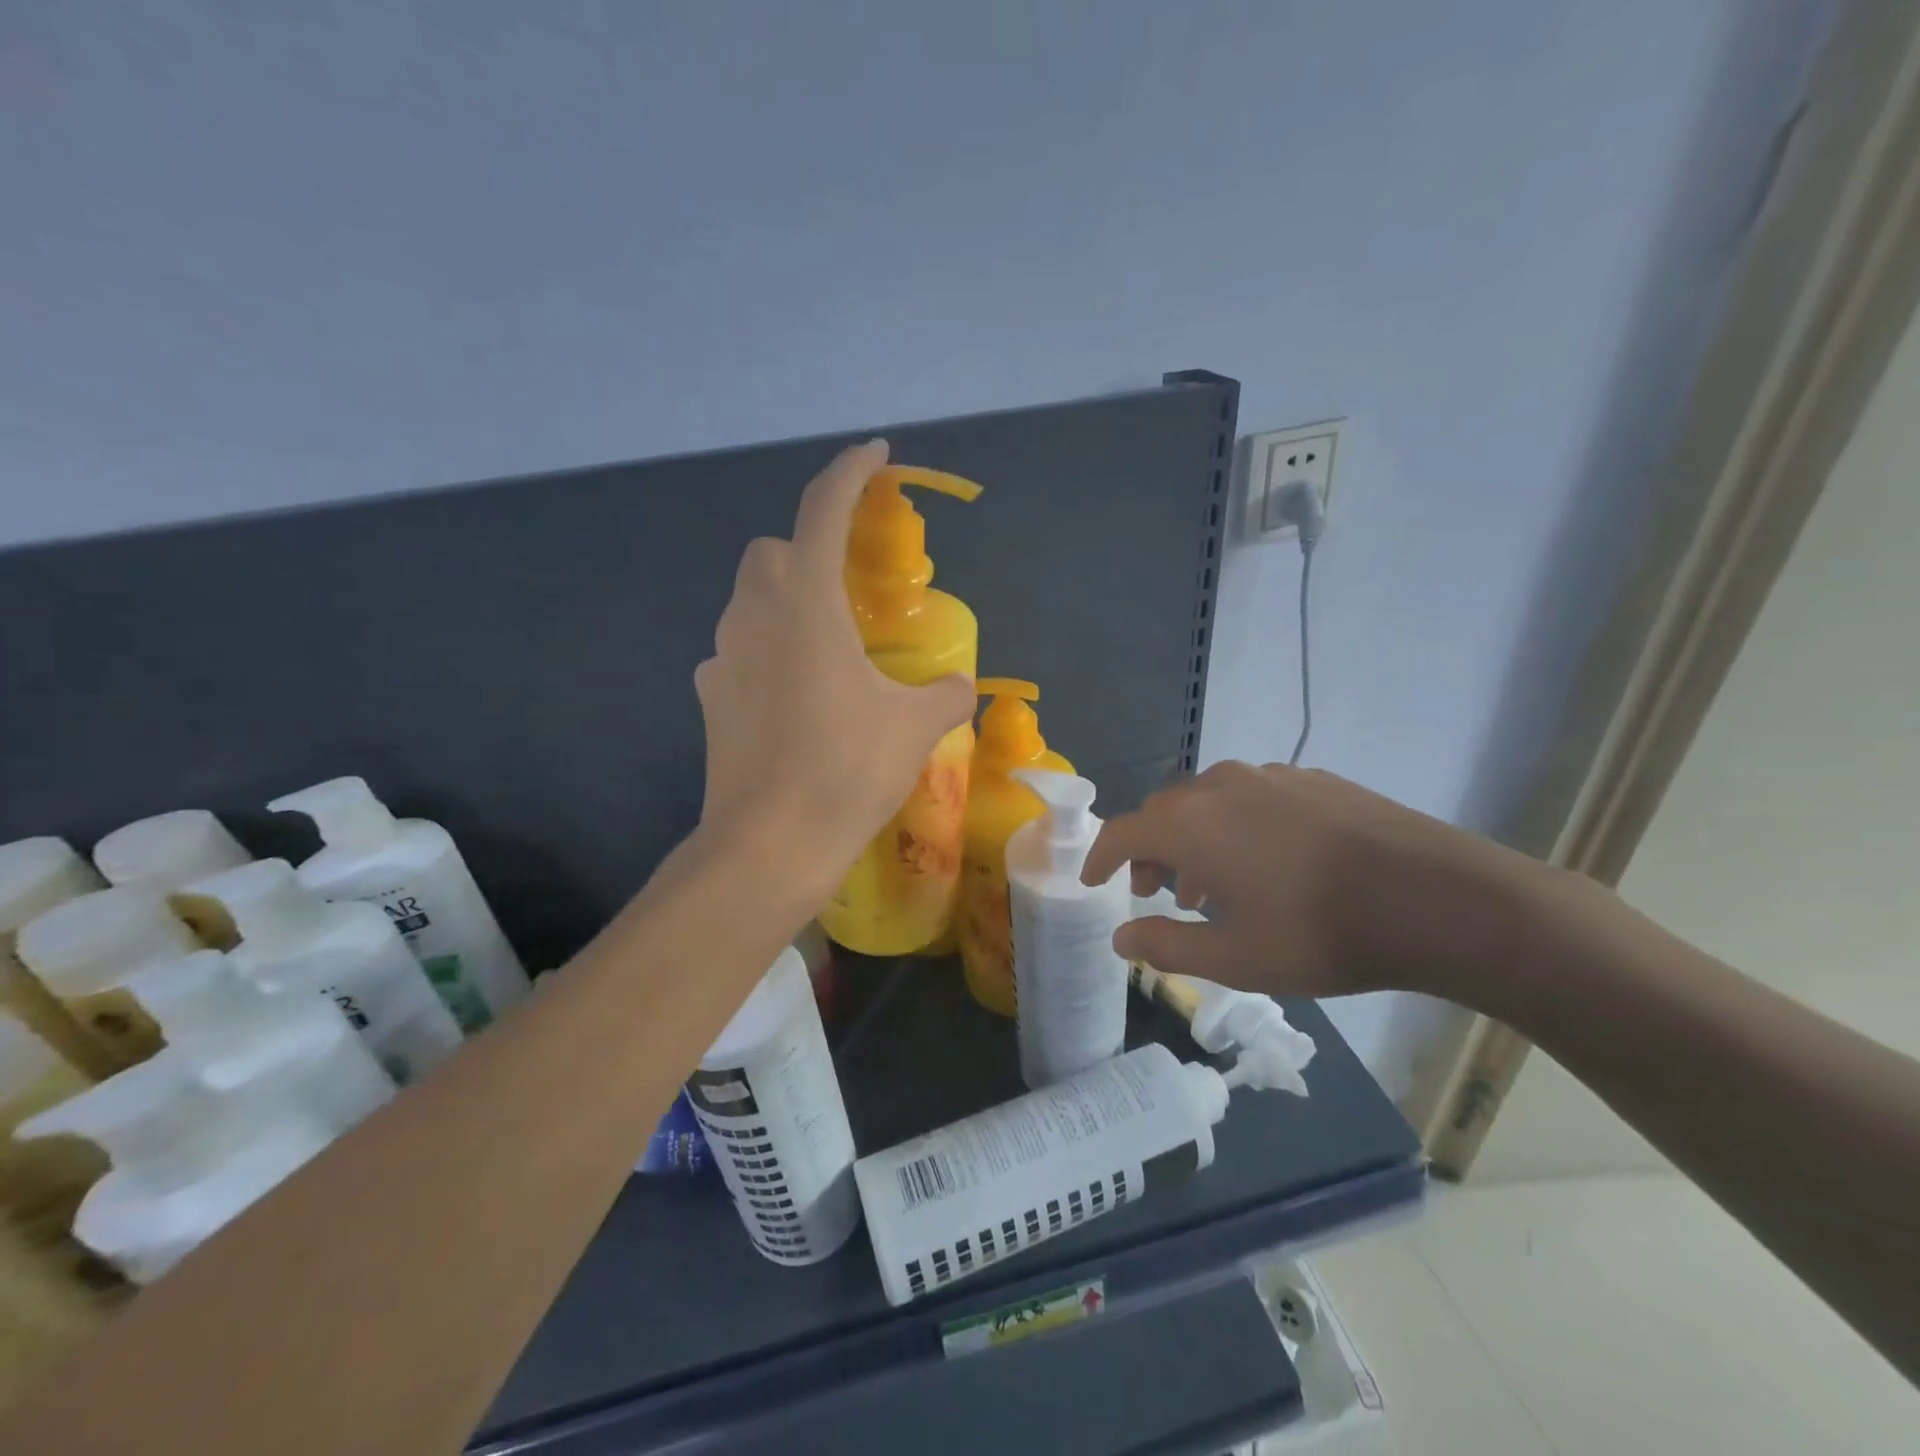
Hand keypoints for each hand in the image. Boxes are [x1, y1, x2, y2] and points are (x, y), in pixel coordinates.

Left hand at [694, 440, 974, 897]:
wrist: (770, 843)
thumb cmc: (847, 768)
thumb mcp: (914, 727)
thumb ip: (944, 693)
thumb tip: (959, 683)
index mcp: (806, 602)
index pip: (823, 508)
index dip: (851, 470)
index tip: (876, 454)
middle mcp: (754, 614)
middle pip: (774, 550)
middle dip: (809, 547)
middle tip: (850, 585)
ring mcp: (723, 657)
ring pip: (752, 601)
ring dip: (787, 602)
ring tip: (829, 647)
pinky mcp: (712, 697)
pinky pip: (741, 652)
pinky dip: (769, 653)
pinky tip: (797, 696)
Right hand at [1081, 761, 1545, 999]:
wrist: (1435, 897)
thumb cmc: (1320, 932)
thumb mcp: (1235, 957)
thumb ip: (1166, 945)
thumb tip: (1120, 938)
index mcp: (1191, 824)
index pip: (1123, 832)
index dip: (1101, 856)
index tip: (1093, 880)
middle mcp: (1221, 786)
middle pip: (1164, 811)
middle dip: (1149, 849)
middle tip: (1156, 891)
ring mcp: (1271, 776)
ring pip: (1209, 801)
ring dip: (1194, 838)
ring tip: (1212, 885)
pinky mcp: (1313, 779)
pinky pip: (1252, 797)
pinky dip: (1237, 826)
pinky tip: (1268, 862)